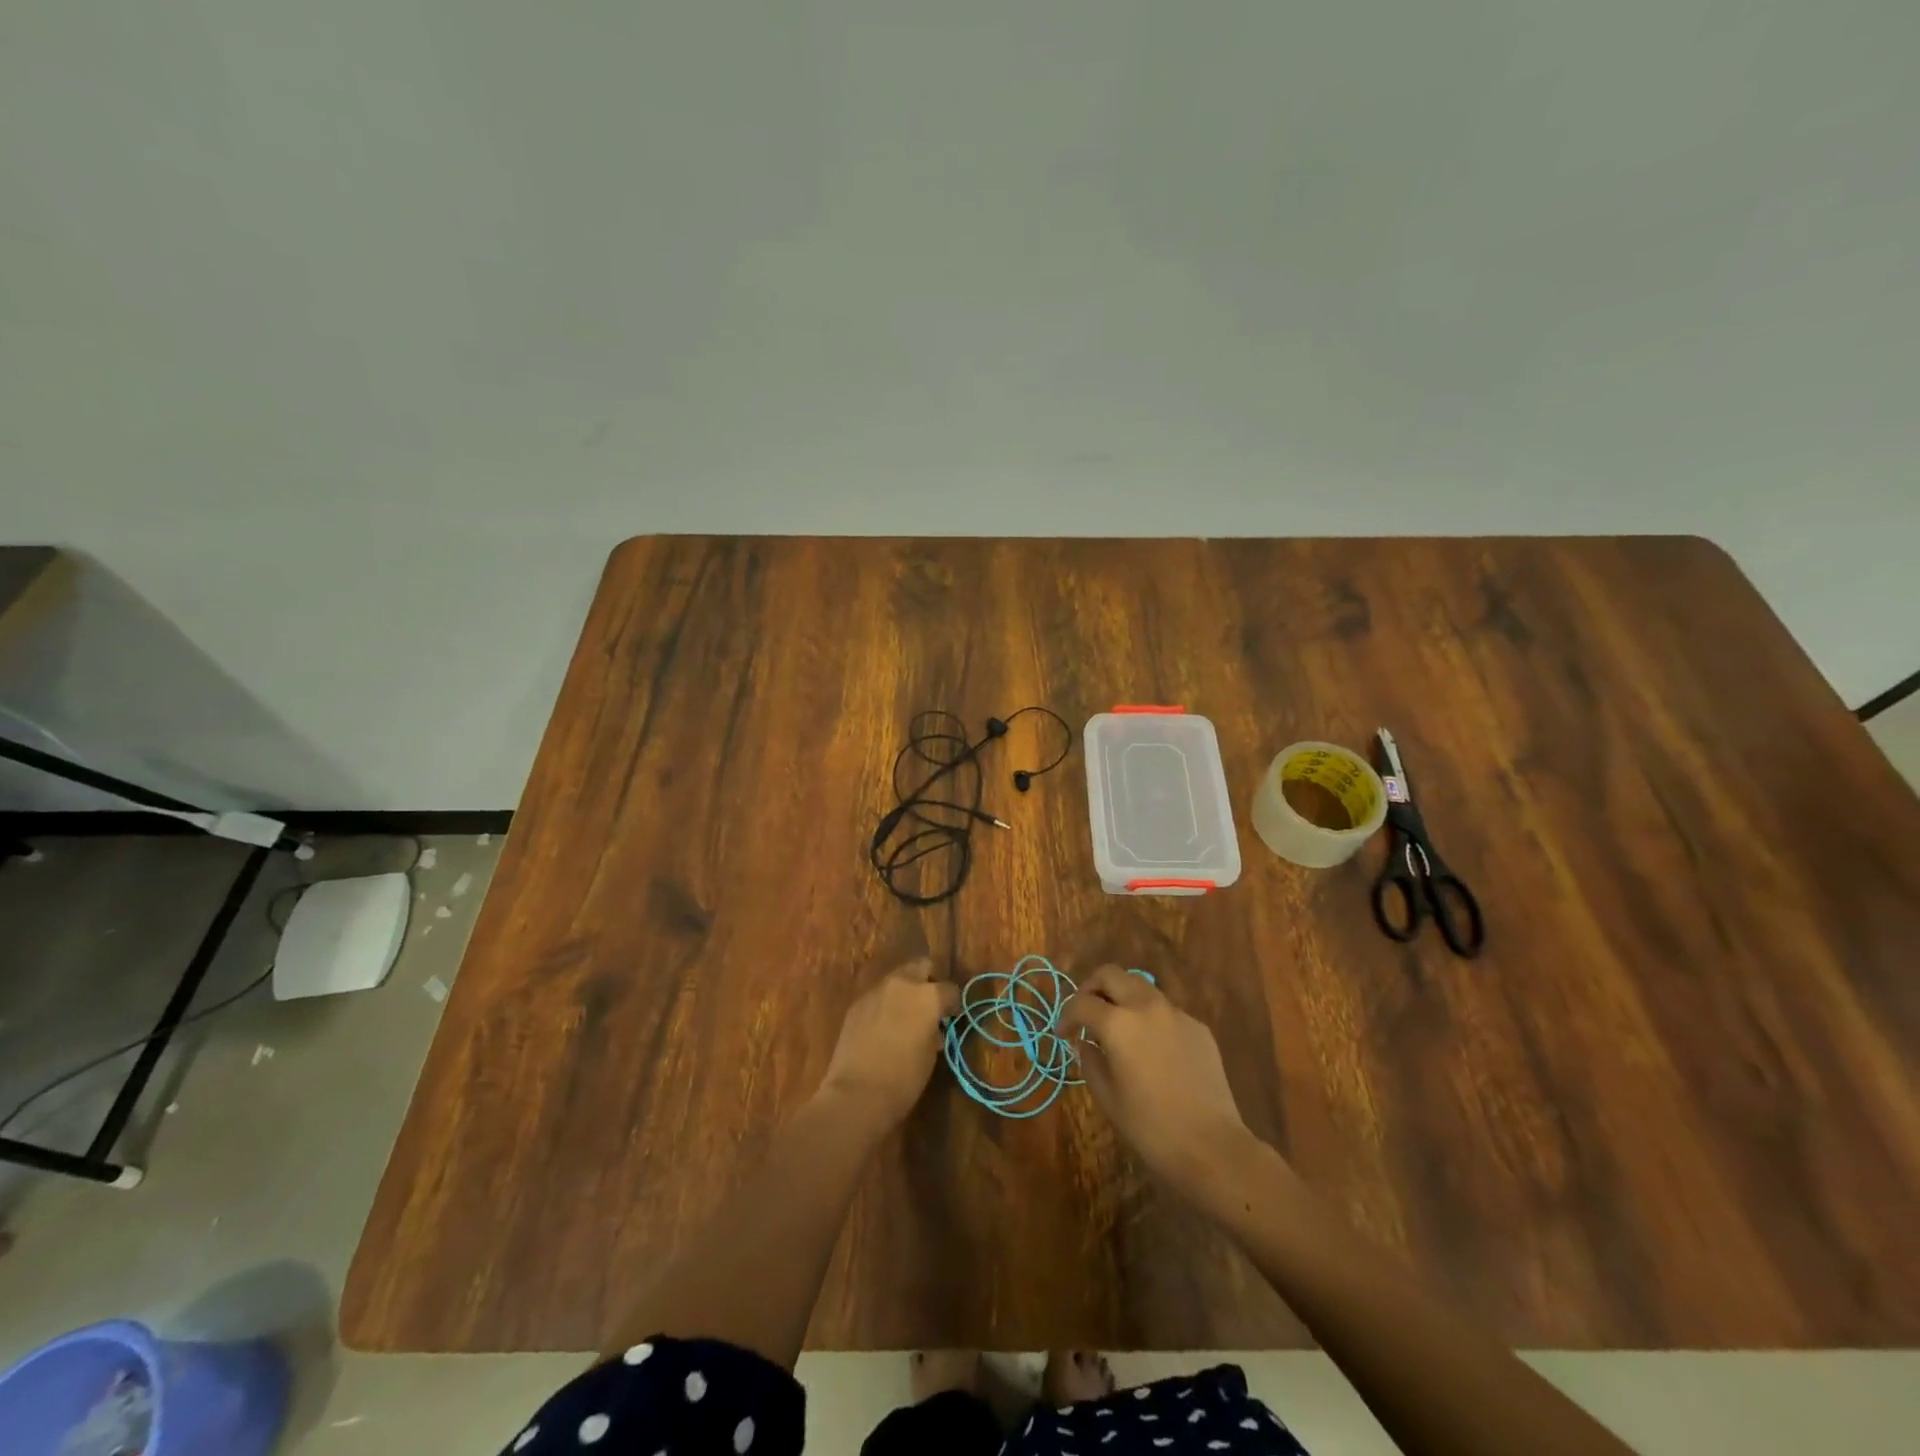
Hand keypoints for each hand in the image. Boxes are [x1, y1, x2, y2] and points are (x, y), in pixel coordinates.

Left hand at [819, 959, 960, 1125]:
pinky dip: (885, 1005)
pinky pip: (878, 996)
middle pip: (921, 967)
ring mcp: (876, 991)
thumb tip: (933, 1027)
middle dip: (928, 982)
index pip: (949, 989)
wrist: (857, 1093)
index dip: (953, 1004)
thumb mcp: (931, 1054)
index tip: (951, 1017)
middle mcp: (902, 984)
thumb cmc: (904, 1078)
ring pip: (897, 980)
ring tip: (904, 1017)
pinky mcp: (857, 1003)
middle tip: (929, 1007)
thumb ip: (934, 1030)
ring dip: (904, 993)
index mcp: (928, 996)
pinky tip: (883, 1027)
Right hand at [1061, 966, 1254, 1194]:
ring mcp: (1176, 1013)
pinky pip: (1166, 1010)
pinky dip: (1150, 1018)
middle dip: (1092, 988)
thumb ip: (1090, 1061)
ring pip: (1140, 986)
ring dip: (1122, 997)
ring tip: (1118, 1027)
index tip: (1063, 1034)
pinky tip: (1152, 1049)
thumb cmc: (1151, 1128)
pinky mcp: (1198, 1027)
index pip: (1081, 1003)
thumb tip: (1085, 1043)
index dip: (1066, 1016)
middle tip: (1086, 1013)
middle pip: (1111, 974)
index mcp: (1118, 1023)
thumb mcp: (1108, 1098)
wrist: (1212, 1147)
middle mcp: (1146, 1006)